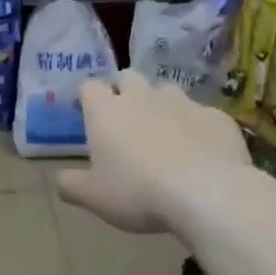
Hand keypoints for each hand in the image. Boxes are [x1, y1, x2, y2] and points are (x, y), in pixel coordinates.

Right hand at [57, 73, 254, 238]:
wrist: (207, 192)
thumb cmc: (138, 191)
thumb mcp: (93, 197)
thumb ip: (71, 185)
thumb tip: (60, 181)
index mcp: (106, 111)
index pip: (89, 86)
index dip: (86, 97)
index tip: (87, 113)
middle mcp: (142, 97)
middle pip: (127, 77)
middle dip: (123, 90)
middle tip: (124, 119)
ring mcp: (182, 102)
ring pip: (166, 90)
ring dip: (160, 104)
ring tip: (163, 132)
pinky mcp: (216, 116)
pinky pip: (201, 113)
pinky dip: (195, 126)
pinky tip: (200, 150)